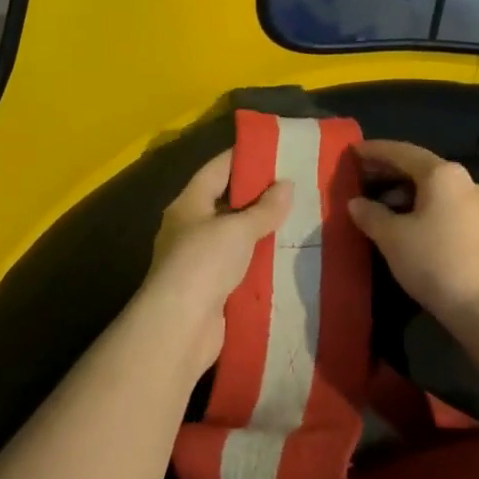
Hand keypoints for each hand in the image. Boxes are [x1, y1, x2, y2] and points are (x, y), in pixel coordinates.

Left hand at [139, 150, 292, 378]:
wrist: (179, 328)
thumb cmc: (203, 263)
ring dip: (261, 231)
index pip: (217, 169)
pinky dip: (260, 262)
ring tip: (298, 218)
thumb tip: (286, 184)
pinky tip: (286, 257)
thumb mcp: (237, 228)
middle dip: (258, 196)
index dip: (243, 157)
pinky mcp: (211, 290)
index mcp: (189, 204)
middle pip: (226, 202)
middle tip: (296, 186)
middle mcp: (190, 228)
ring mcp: (199, 261)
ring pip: (235, 237)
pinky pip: (240, 267)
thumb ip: (264, 208)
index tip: (274, 150)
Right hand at [347, 139, 478, 347]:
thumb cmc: (437, 263)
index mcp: (443, 174)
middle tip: (362, 177)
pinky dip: (426, 209)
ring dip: (407, 194)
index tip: (353, 152)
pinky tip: (412, 228)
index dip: (375, 151)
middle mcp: (466, 182)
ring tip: (382, 207)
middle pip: (421, 169)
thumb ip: (371, 215)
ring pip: (437, 191)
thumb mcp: (393, 239)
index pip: (402, 152)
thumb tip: (356, 203)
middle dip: (390, 172)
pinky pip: (449, 208)